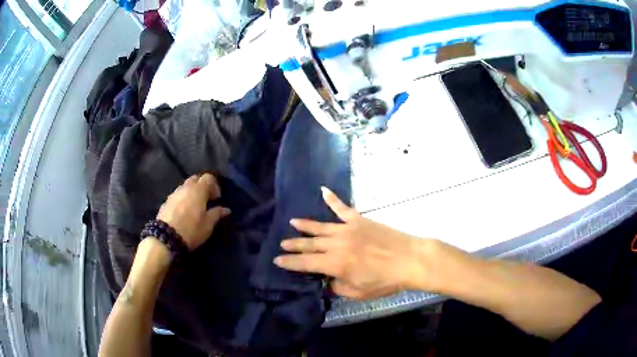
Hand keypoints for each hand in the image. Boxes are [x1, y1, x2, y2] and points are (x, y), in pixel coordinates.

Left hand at [157, 174, 230, 250]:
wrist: (166, 238)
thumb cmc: (191, 230)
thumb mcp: (208, 225)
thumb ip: (217, 214)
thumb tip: (226, 209)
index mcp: (198, 190)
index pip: (208, 177)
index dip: (215, 185)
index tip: (217, 198)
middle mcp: (185, 188)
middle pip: (195, 179)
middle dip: (202, 186)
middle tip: (206, 200)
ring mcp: (174, 194)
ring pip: (185, 186)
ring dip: (192, 192)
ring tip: (195, 207)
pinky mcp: (166, 202)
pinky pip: (177, 195)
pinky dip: (183, 199)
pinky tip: (184, 212)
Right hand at [274, 187, 432, 300]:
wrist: (410, 259)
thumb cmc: (386, 280)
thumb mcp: (360, 292)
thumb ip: (340, 287)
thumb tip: (329, 280)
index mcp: (335, 264)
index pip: (305, 263)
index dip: (290, 262)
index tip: (278, 260)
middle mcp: (336, 244)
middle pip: (310, 244)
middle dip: (294, 244)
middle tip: (282, 243)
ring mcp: (347, 229)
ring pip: (321, 226)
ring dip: (305, 225)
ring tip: (292, 222)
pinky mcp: (359, 220)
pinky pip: (342, 208)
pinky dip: (332, 199)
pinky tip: (323, 190)